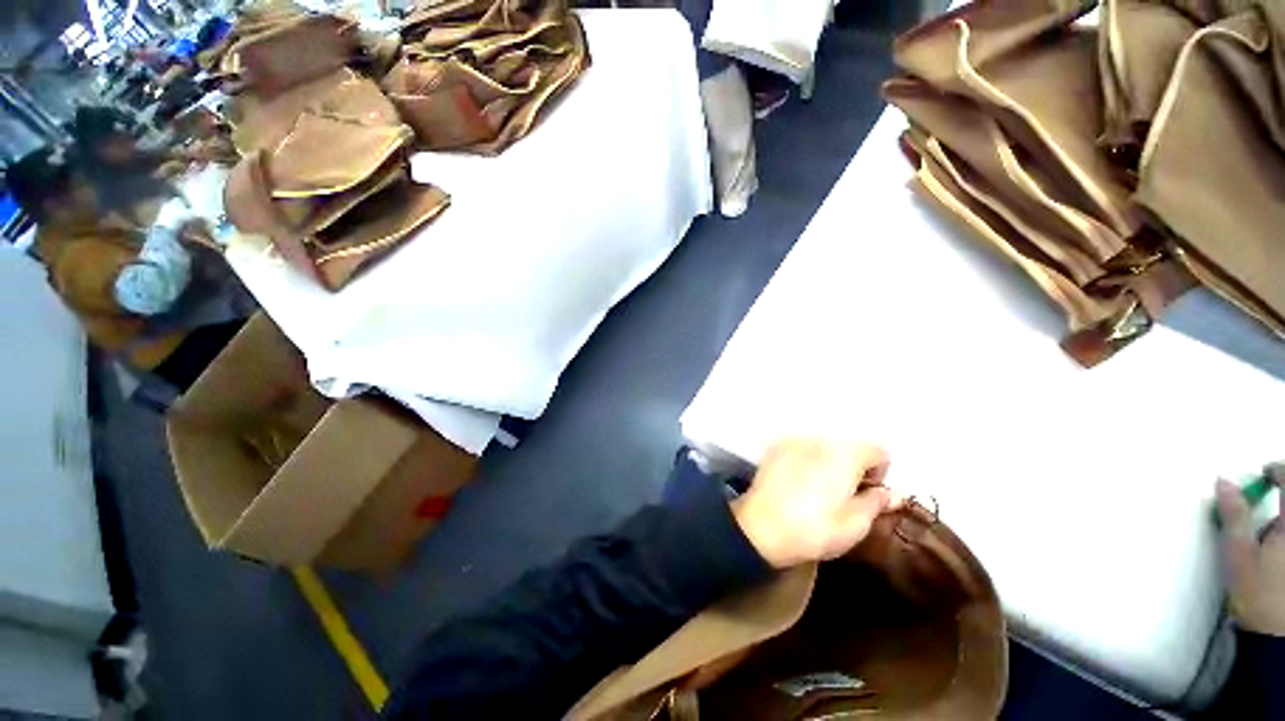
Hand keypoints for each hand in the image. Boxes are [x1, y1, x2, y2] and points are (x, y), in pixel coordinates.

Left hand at [733, 439, 899, 568]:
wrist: (761, 527)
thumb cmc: (814, 529)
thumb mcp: (855, 524)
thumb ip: (877, 503)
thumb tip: (890, 493)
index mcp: (845, 454)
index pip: (878, 450)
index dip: (879, 473)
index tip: (866, 495)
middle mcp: (820, 439)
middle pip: (849, 446)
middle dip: (853, 467)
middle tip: (844, 496)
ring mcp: (793, 440)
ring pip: (824, 447)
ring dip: (829, 463)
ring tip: (818, 491)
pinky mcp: (774, 448)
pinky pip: (801, 449)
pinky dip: (806, 460)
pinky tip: (798, 484)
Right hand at [1216, 466, 1284, 635]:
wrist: (1274, 632)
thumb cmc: (1256, 591)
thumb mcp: (1239, 553)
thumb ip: (1234, 514)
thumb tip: (1223, 481)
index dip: (1278, 472)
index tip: (1265, 472)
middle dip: (1282, 495)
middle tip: (1269, 498)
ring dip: (1281, 518)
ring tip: (1269, 533)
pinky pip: (1284, 534)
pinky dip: (1279, 533)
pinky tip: (1275, 550)